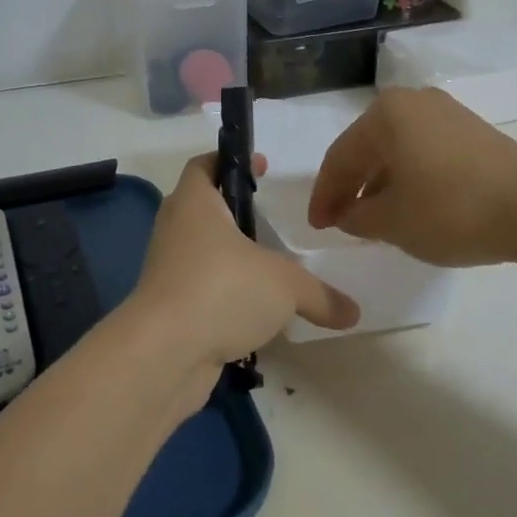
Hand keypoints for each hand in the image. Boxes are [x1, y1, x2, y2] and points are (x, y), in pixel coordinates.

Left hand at [122, 153, 359, 375]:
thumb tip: (354, 312)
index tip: (261, 167)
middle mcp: (176, 230)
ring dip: (230, 259)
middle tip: (271, 220)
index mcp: (195, 204)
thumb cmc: (221, 290)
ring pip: (202, 253)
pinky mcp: (169, 309)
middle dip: (235, 213)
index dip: (230, 160)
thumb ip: (321, 295)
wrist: (163, 355)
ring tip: (270, 268)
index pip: (203, 165)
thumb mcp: (284, 286)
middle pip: (203, 208)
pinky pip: (201, 292)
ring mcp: (168, 271)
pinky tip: (255, 314)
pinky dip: (225, 297)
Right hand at [308, 88, 516, 265]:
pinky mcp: (472, 130)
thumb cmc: (450, 210)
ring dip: (380, 183)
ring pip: (397, 149)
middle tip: (340, 222)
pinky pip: (424, 151)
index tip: (317, 227)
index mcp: (385, 114)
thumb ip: (356, 217)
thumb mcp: (391, 222)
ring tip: (374, 219)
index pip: (339, 158)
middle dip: (351, 187)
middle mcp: (413, 102)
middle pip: (367, 148)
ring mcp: (447, 112)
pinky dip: (408, 177)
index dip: (324, 196)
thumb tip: (348, 214)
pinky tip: (410, 204)